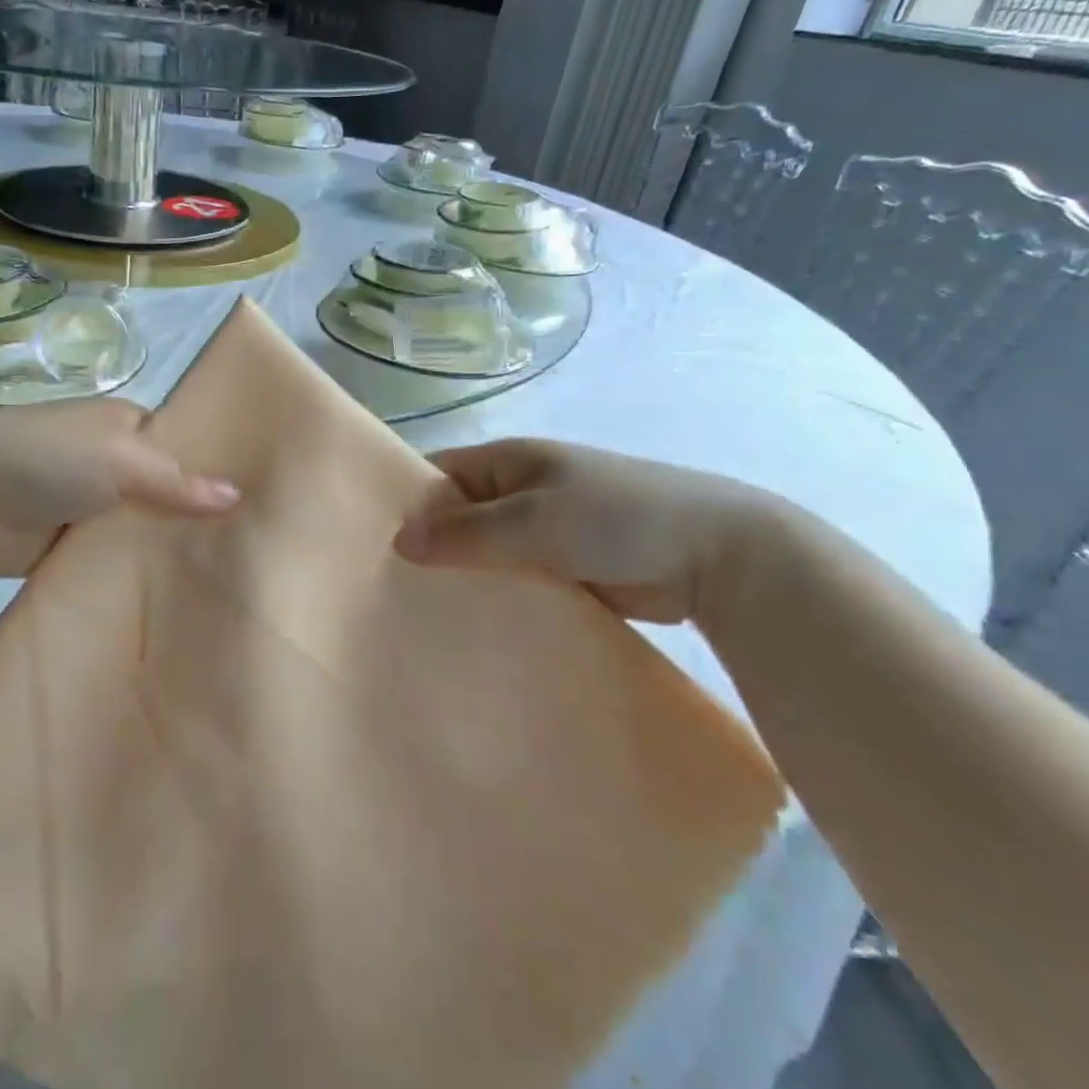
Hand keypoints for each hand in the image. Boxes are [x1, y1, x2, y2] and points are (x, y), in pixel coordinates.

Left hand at [0, 399, 238, 577]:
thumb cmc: (43, 457)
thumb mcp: (118, 457)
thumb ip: (176, 480)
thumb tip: (237, 495)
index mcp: (126, 426)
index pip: (185, 446)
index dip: (217, 472)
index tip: (262, 506)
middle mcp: (114, 464)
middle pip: (167, 493)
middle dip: (198, 519)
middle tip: (252, 555)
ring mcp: (91, 508)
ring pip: (143, 530)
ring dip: (168, 551)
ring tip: (227, 583)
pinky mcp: (69, 548)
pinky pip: (113, 561)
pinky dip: (135, 575)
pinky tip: (176, 599)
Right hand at [393, 438, 783, 623]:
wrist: (719, 556)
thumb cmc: (618, 517)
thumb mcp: (535, 519)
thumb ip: (467, 531)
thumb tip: (399, 540)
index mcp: (508, 461)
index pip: (438, 474)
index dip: (405, 501)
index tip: (369, 541)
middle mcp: (518, 492)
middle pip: (458, 516)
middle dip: (429, 547)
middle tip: (387, 588)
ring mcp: (543, 532)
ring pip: (485, 553)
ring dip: (463, 577)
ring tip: (419, 614)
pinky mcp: (564, 569)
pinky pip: (515, 580)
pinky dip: (496, 597)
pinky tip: (470, 627)